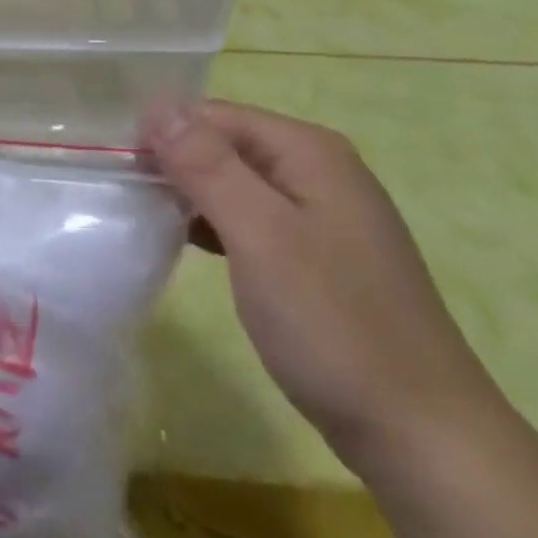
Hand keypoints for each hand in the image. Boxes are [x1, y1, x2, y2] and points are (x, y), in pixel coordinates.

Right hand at [142, 100, 505, 470]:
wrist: (420, 433)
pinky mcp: (319, 257)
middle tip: (125, 194)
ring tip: (145, 217)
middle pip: (228, 145)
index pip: (216, 115)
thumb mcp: (259, 234)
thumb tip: (158, 105)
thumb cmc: (331, 323)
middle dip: (176, 162)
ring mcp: (323, 215)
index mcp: (309, 151)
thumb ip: (207, 164)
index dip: (164, 132)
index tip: (117, 165)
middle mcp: (320, 170)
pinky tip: (189, 244)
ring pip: (238, 183)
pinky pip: (254, 220)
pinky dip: (218, 225)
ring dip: (192, 194)